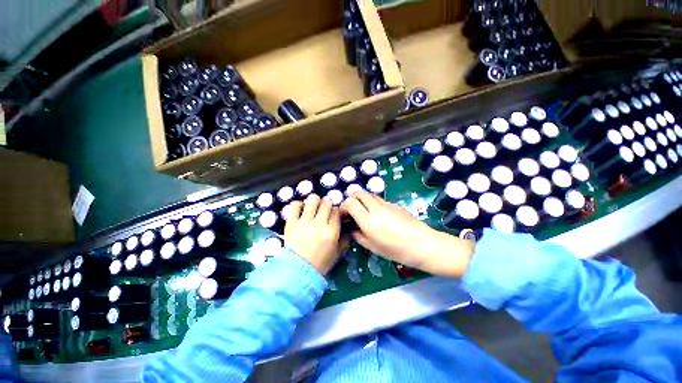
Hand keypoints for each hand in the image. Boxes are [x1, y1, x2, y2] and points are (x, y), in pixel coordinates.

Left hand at [284, 194, 341, 274]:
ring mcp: (304, 221)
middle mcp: (319, 223)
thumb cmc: (320, 263)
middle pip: (326, 202)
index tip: (334, 215)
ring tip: (313, 208)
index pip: (337, 211)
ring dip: (314, 201)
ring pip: (312, 199)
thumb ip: (345, 239)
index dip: (336, 211)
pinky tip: (301, 210)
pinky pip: (295, 205)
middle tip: (323, 211)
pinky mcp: (291, 222)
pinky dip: (299, 205)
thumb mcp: (337, 252)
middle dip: (327, 204)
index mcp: (331, 231)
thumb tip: (347, 227)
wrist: (298, 270)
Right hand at [340, 191, 474, 277]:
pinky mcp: (395, 203)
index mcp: (369, 220)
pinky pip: (379, 199)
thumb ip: (358, 235)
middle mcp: (376, 208)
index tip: (344, 215)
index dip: (344, 207)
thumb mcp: (373, 247)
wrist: (423, 244)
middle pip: (359, 193)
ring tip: (364, 212)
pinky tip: (378, 215)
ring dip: (363, 200)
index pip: (350, 203)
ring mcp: (387, 204)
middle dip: (352, 200)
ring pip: (369, 194)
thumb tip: (353, 228)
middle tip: (352, 211)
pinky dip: (373, 203)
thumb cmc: (397, 251)